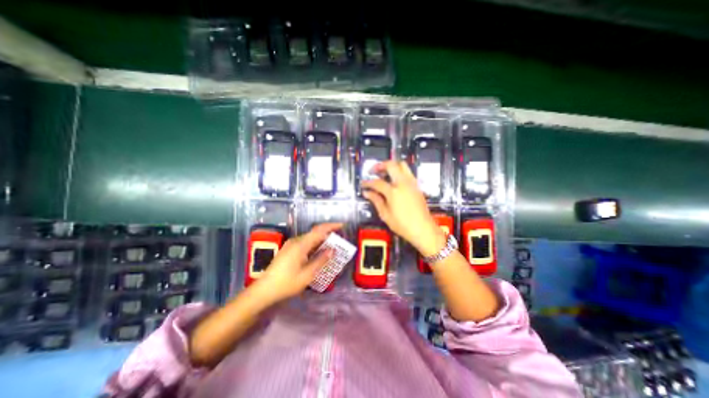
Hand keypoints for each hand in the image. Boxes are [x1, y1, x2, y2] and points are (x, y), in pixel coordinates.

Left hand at [255, 224, 340, 301]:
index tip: (342, 225)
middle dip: (328, 235)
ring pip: (310, 239)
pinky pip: (305, 244)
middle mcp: (296, 241)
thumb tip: (332, 250)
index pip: (319, 230)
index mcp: (300, 244)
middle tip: (339, 241)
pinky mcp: (288, 250)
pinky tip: (318, 253)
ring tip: (332, 248)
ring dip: (321, 241)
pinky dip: (314, 246)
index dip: (331, 226)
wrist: (264, 290)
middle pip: (315, 233)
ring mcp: (291, 245)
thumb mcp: (307, 274)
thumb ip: (321, 260)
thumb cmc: (286, 283)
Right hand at [363, 161, 444, 258]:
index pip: (377, 182)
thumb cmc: (404, 225)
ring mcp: (412, 183)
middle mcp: (403, 184)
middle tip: (373, 170)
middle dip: (380, 165)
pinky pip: (408, 172)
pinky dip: (399, 171)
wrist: (423, 229)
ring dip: (391, 166)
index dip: (368, 182)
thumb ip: (376, 201)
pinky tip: (394, 180)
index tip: (363, 184)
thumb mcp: (385, 215)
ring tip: (384, 172)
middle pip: (391, 165)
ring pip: (402, 165)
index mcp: (394, 192)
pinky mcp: (417, 186)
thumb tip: (368, 193)